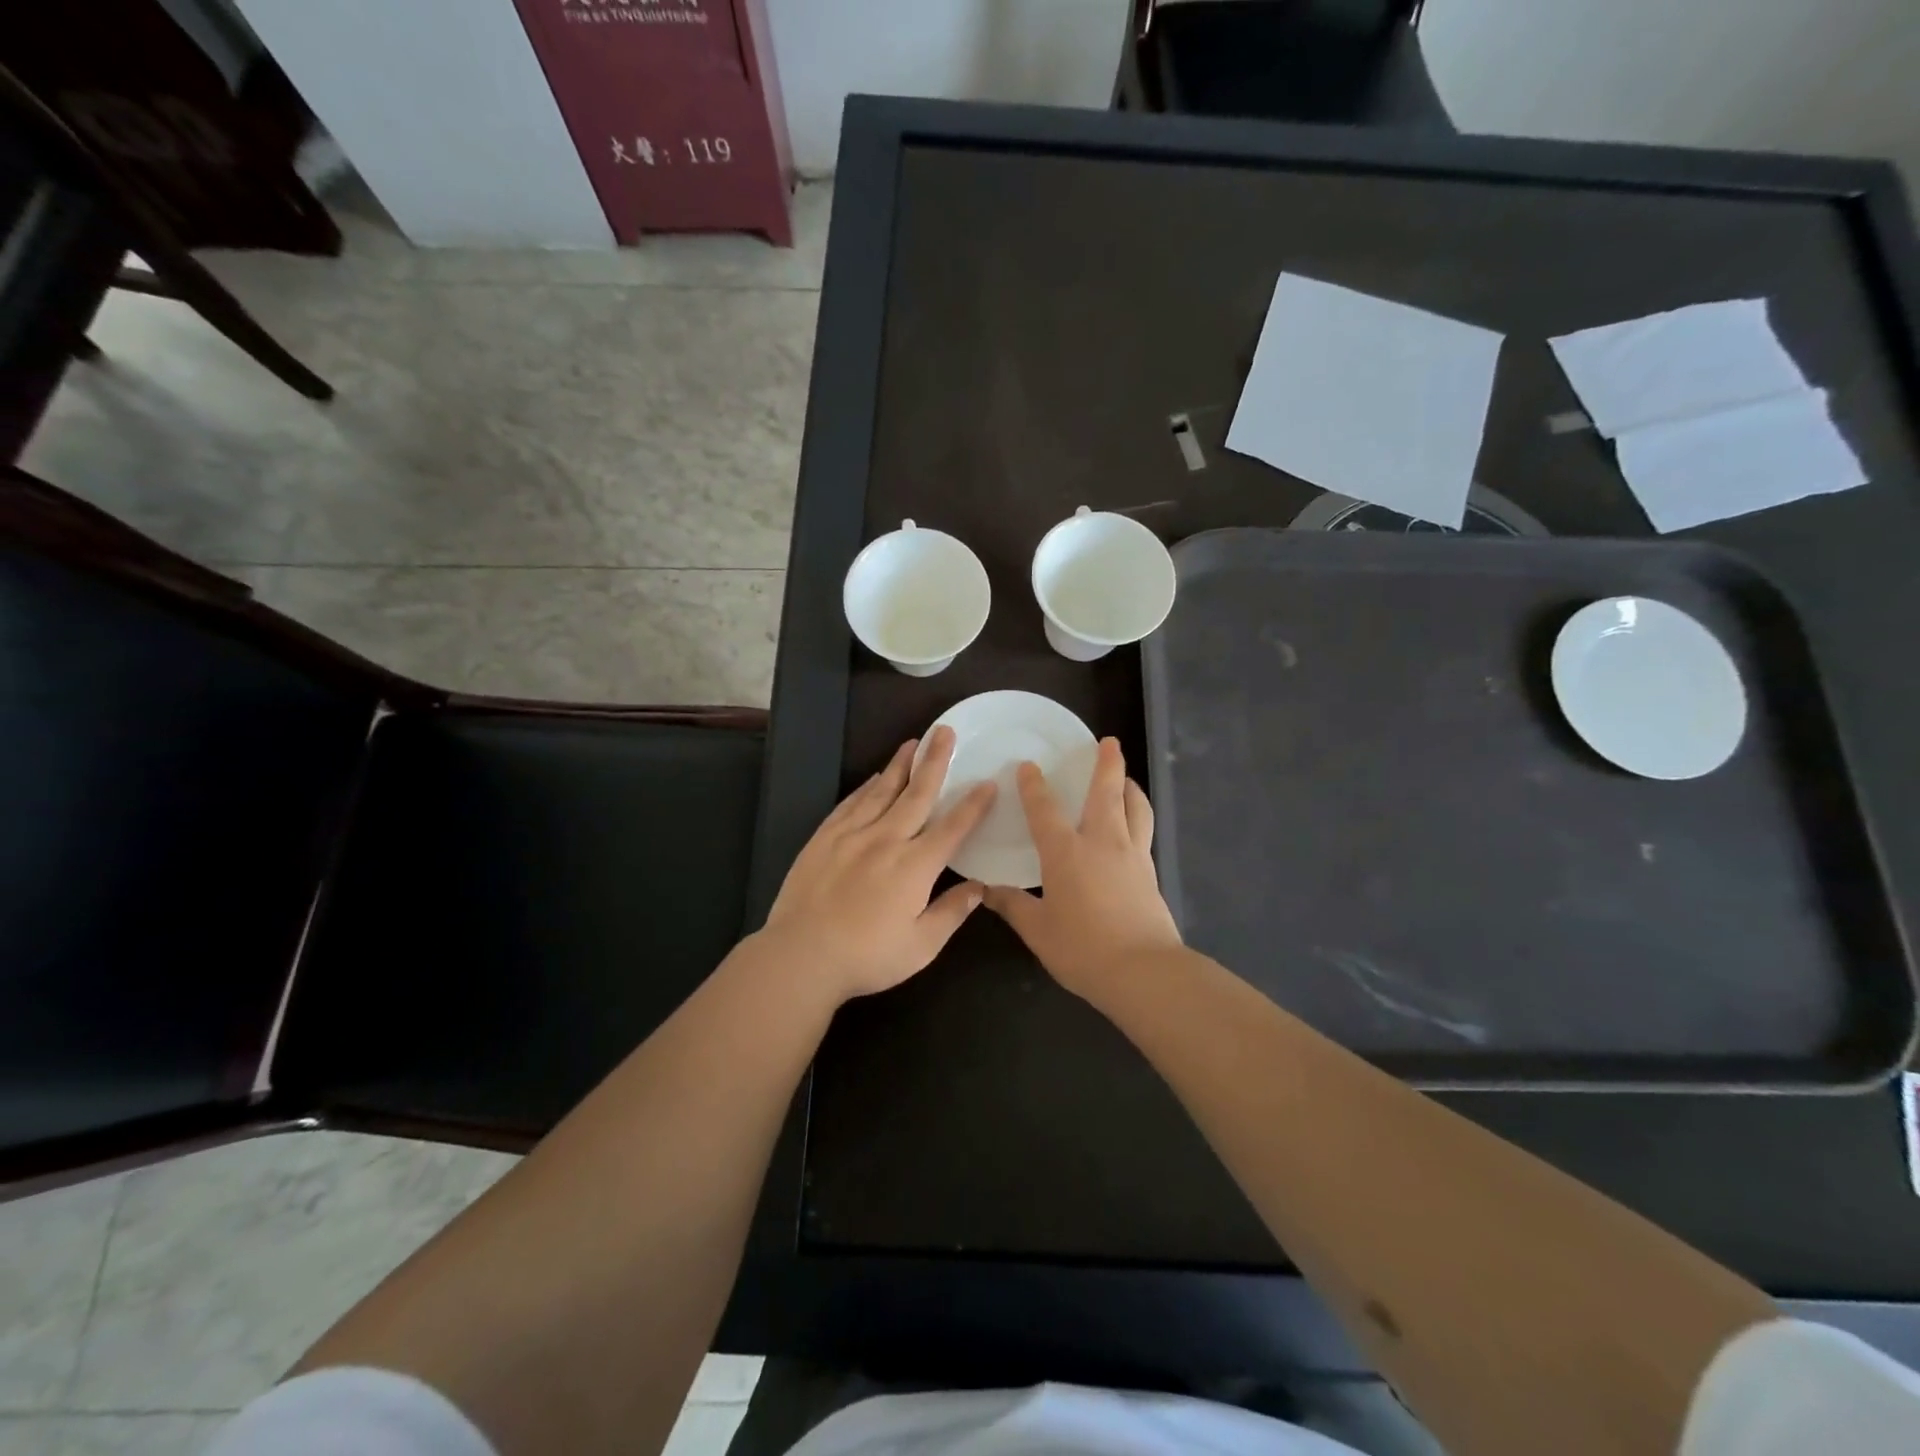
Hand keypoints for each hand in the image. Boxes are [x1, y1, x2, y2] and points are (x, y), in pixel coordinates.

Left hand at [763, 727, 996, 1000]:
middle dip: (935, 761)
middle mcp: (886, 840)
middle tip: (945, 732)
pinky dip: (866, 787)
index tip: (987, 782)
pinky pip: (850, 803)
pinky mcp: (824, 838)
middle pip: (917, 794)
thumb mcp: (921, 946)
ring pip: (882, 790)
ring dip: (900, 764)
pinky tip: (873, 777)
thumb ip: (952, 913)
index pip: (952, 828)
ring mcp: (852, 835)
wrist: (801, 956)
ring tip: (913, 742)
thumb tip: (980, 888)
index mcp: (915, 866)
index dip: (973, 805)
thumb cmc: (867, 957)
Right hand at [984, 737, 1181, 998]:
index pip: (1045, 810)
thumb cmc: (1083, 948)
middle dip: (1107, 764)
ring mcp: (1132, 856)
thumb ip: (1013, 906)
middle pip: (1107, 793)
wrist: (1144, 971)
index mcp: (1066, 852)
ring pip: (1135, 808)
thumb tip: (986, 890)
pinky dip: (1138, 816)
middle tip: (1109, 742)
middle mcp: (1102, 843)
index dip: (1034, 786)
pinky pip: (1144, 832)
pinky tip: (1134, 827)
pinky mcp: (1150, 873)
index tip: (1028, 766)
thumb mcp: (1038, 930)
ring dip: (1130, 787)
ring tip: (1126, 779)